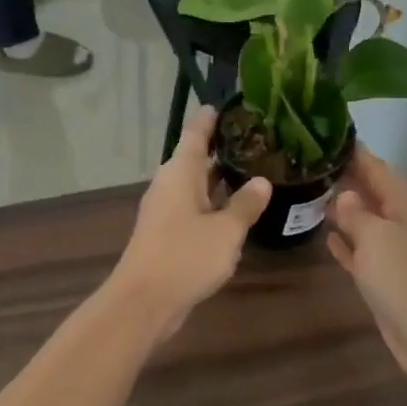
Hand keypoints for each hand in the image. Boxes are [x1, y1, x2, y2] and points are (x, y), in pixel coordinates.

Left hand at [107, 107, 269, 340]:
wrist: (144, 301)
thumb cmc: (185, 256)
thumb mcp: (226, 231)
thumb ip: (245, 205)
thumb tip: (262, 182)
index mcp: (179, 173)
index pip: (195, 134)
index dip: (210, 119)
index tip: (224, 104)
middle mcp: (169, 186)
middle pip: (195, 160)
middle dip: (221, 150)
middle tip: (255, 140)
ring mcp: (165, 212)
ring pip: (195, 187)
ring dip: (219, 181)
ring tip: (252, 172)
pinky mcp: (166, 236)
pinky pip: (193, 210)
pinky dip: (213, 206)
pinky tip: (234, 213)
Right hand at [326, 148, 406, 384]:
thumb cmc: (406, 280)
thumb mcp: (376, 238)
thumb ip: (356, 213)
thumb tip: (345, 194)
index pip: (377, 167)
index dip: (354, 152)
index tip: (327, 135)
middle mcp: (403, 222)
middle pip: (372, 192)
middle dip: (345, 179)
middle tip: (309, 164)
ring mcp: (397, 252)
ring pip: (365, 222)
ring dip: (343, 211)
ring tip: (310, 194)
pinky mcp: (388, 279)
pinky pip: (362, 252)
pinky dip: (347, 244)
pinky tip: (325, 237)